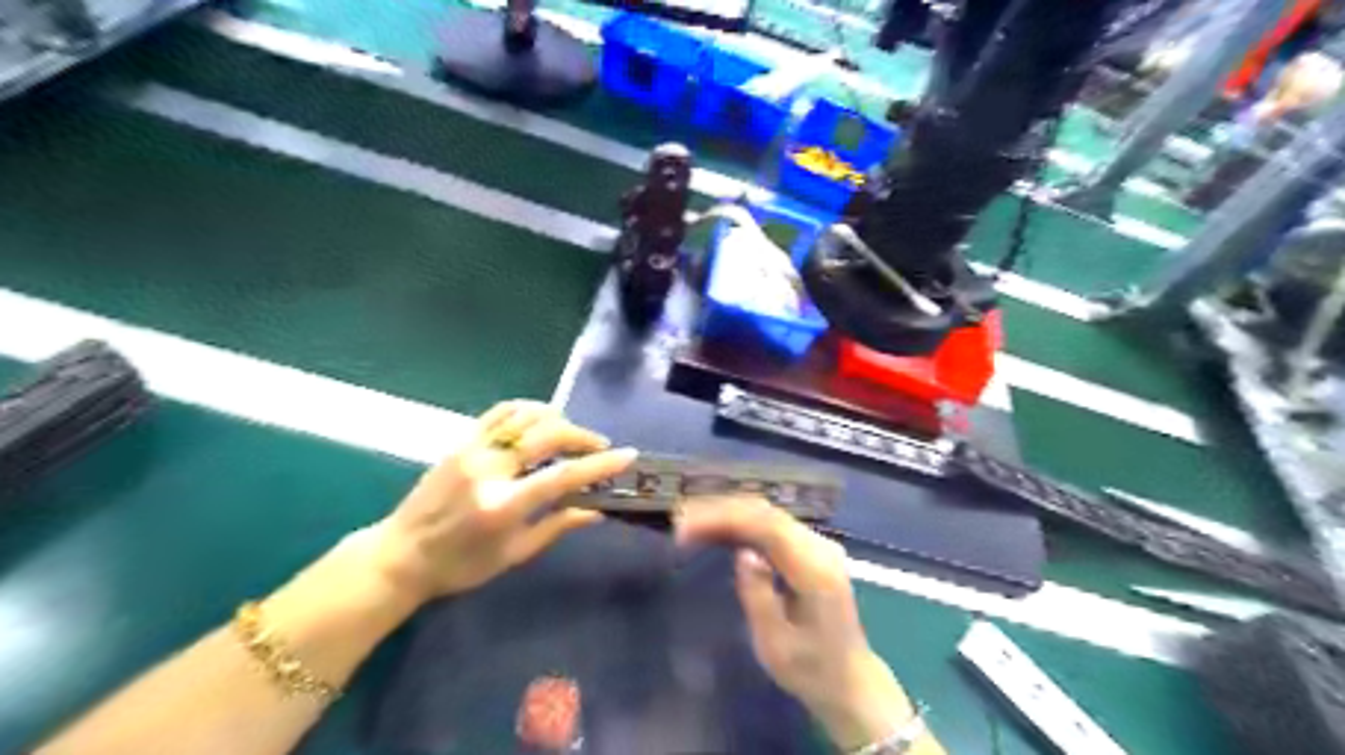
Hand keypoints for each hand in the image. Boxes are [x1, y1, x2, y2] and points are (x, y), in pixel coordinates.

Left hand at [370, 405, 635, 604]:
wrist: (401, 554)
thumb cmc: (461, 565)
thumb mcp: (513, 554)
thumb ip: (556, 526)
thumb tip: (597, 510)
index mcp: (504, 505)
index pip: (563, 476)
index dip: (600, 465)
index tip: (627, 455)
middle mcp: (489, 469)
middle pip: (548, 435)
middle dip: (582, 437)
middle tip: (600, 447)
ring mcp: (472, 449)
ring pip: (525, 415)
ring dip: (557, 419)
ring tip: (571, 434)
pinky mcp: (461, 441)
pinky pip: (499, 412)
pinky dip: (527, 409)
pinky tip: (542, 418)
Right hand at [677, 499, 920, 750]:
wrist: (850, 682)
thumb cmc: (811, 671)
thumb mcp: (776, 646)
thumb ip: (759, 596)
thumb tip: (742, 554)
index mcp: (815, 570)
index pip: (767, 526)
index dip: (724, 518)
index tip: (686, 527)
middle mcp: (820, 547)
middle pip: (766, 513)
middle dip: (720, 511)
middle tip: (680, 520)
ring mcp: (818, 545)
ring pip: (767, 514)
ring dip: (728, 513)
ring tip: (691, 521)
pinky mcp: (810, 550)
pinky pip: (771, 525)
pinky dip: (741, 523)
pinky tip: (717, 528)